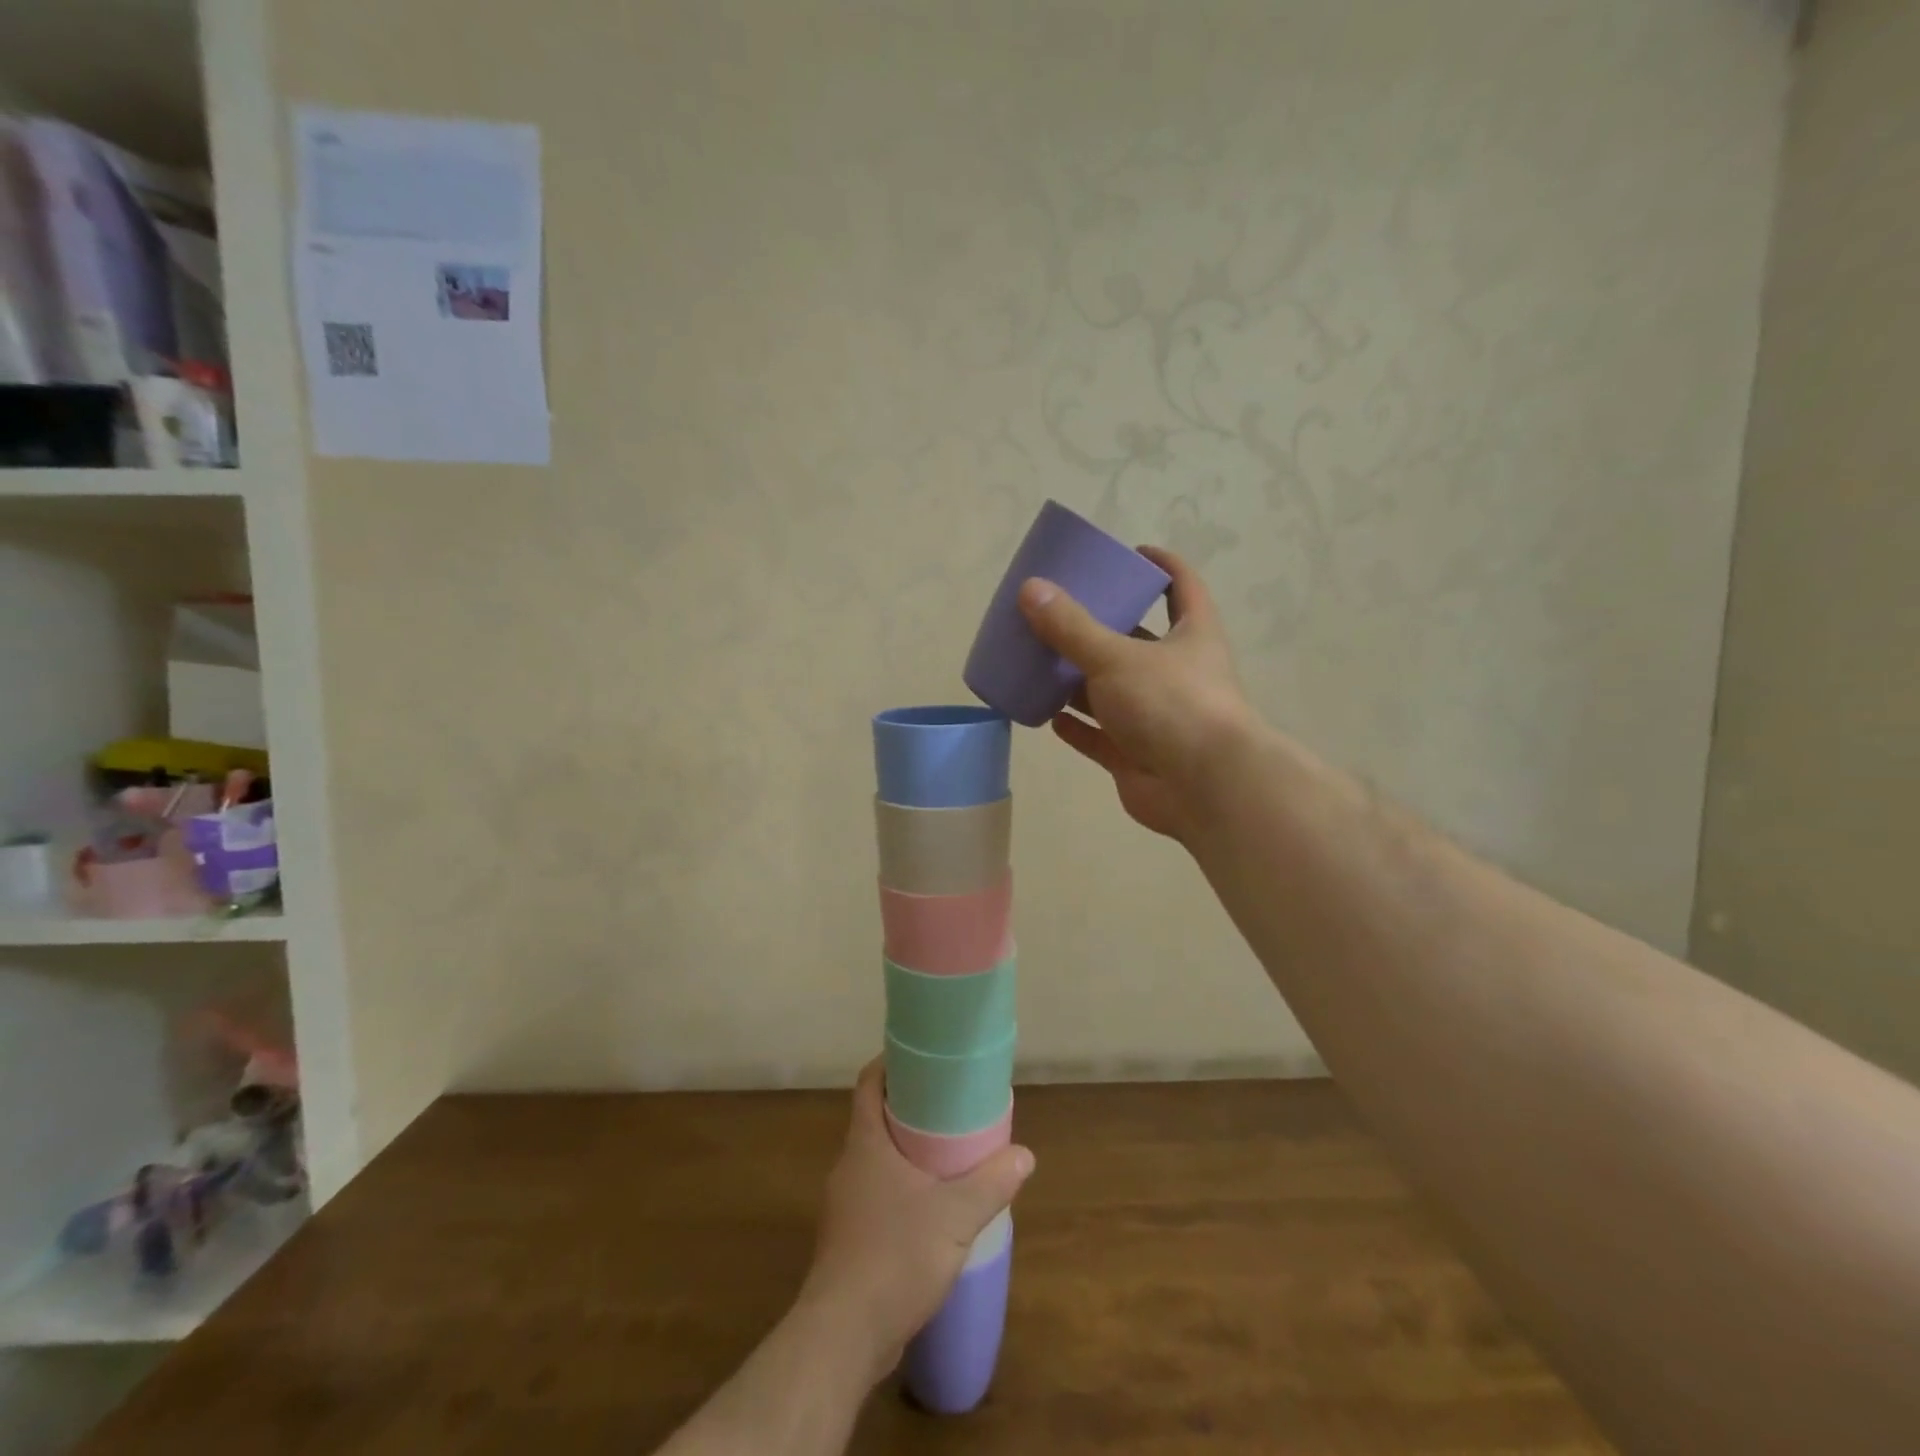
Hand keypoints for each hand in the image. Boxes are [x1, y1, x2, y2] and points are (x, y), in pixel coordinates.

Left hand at [796, 1061, 1032, 1388]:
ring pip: (877, 1160)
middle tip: (949, 1106)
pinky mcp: (849, 1240)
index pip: (869, 1083)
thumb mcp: (955, 1216)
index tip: (922, 1057)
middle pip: (875, 1119)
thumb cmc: (895, 1256)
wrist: (843, 1337)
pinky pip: (876, 1196)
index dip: (891, 1063)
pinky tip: (930, 1211)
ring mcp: (845, 1205)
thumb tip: (1024, 1155)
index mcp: (865, 1143)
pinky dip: (901, 1190)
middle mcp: (849, 1165)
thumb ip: (990, 1183)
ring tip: (947, 1156)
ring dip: (906, 1153)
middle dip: (909, 1109)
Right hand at [1017, 546, 1257, 842]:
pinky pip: (1099, 737)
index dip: (1161, 565)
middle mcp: (1177, 673)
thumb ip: (1071, 627)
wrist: (1204, 788)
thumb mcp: (1116, 656)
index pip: (1181, 587)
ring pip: (1112, 692)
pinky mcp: (1136, 756)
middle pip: (1137, 641)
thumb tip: (1030, 589)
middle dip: (1101, 628)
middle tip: (1061, 611)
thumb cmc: (1171, 704)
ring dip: (1079, 681)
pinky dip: (1076, 727)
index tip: (1131, 553)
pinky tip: (1046, 716)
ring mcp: (1156, 718)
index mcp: (1191, 636)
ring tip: (1040, 662)